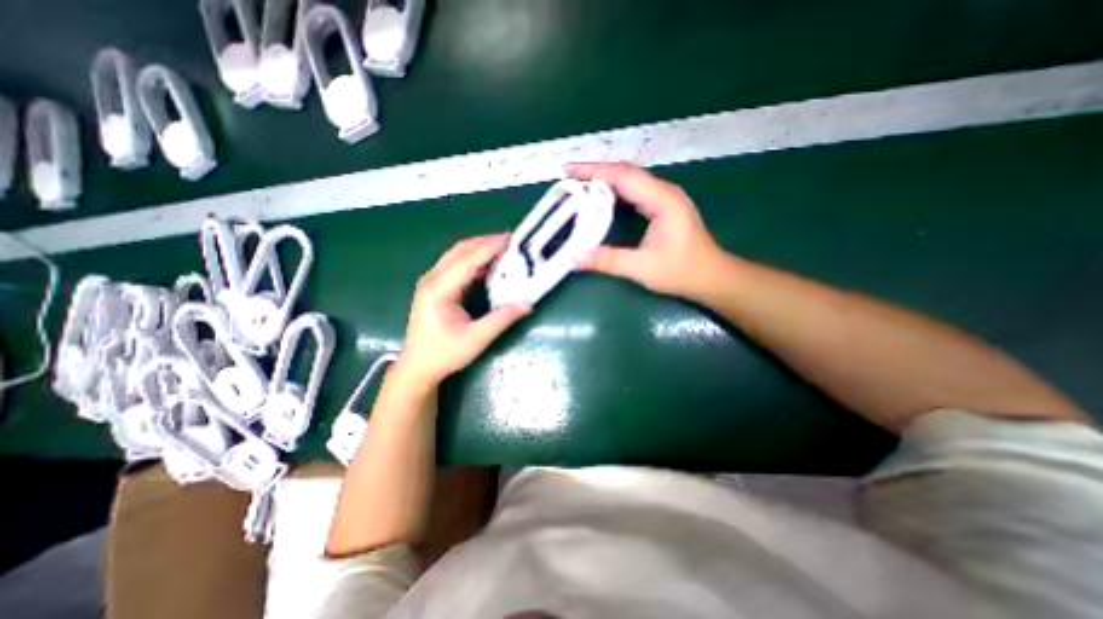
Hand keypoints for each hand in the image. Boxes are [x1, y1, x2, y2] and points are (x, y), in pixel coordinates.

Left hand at [396, 235, 533, 385]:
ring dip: (479, 249)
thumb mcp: (476, 339)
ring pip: (457, 255)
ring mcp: (431, 282)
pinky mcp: (435, 287)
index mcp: (439, 289)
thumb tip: (527, 304)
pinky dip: (474, 260)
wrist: (417, 367)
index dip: (489, 247)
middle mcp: (432, 279)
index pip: (467, 260)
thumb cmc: (443, 354)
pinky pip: (456, 265)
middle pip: (460, 251)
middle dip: (485, 242)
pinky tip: (489, 264)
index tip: (511, 239)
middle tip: (511, 241)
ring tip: (503, 248)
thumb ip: (502, 319)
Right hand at [568, 159, 726, 297]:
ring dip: (606, 180)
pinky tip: (602, 198)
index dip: (595, 171)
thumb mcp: (642, 268)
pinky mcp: (664, 206)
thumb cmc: (681, 272)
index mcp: (662, 200)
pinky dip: (616, 191)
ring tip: (581, 185)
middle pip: (626, 172)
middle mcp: (665, 191)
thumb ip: (608, 260)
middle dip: (597, 172)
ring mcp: (666, 197)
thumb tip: (574, 257)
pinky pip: (636, 191)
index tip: (570, 171)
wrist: (711, 277)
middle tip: (570, 178)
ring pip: (631, 180)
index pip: (624, 176)